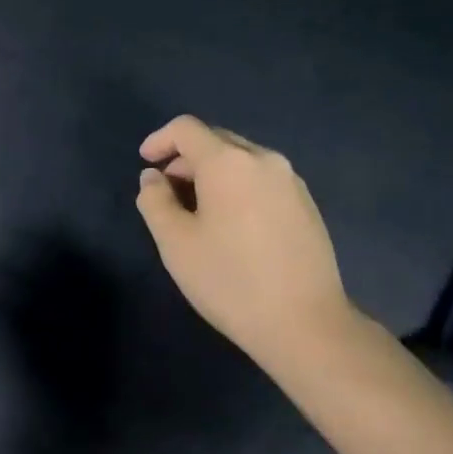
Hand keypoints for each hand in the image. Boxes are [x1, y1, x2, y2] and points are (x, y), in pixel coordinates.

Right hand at [135, 116, 356, 374]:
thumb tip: (153, 177)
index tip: (146, 162)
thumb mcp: (176, 244)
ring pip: (242, 159)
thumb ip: (155, 201)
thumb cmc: (231, 281)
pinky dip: (239, 186)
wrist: (306, 324)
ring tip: (198, 209)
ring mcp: (291, 180)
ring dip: (213, 172)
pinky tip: (234, 224)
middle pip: (216, 140)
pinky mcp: (307, 204)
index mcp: (229, 162)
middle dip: (186, 158)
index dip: (160, 139)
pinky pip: (263, 179)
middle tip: (167, 190)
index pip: (187, 129)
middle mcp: (263, 159)